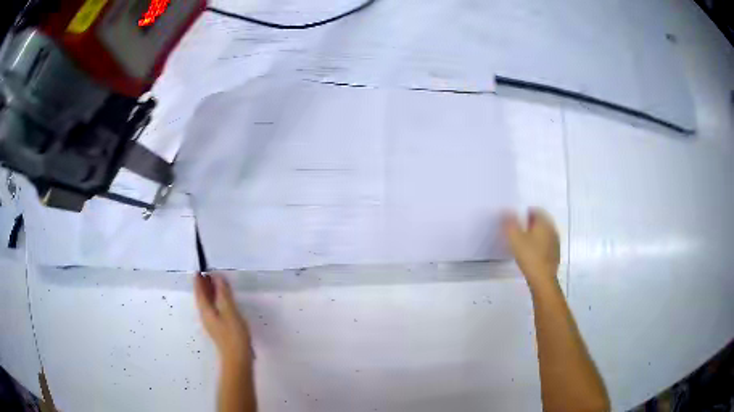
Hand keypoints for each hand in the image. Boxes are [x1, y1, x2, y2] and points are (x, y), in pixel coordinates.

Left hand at [194, 273, 251, 365]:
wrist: (238, 358)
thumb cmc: (233, 334)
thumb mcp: (230, 311)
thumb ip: (224, 294)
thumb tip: (218, 277)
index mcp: (206, 311)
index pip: (200, 292)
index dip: (198, 281)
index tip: (199, 270)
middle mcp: (206, 316)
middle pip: (202, 298)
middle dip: (203, 286)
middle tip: (207, 274)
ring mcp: (212, 323)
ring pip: (208, 304)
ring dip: (210, 293)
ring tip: (215, 283)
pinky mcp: (219, 328)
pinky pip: (214, 309)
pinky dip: (215, 301)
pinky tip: (223, 301)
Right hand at [504, 209, 560, 286]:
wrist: (542, 279)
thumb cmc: (529, 256)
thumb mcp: (515, 238)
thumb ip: (509, 223)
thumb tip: (505, 210)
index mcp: (544, 223)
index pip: (536, 210)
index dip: (526, 212)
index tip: (517, 219)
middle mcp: (552, 229)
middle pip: (542, 221)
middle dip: (531, 223)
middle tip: (519, 230)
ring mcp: (555, 243)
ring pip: (545, 233)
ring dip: (536, 235)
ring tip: (524, 242)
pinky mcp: (555, 255)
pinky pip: (547, 244)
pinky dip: (540, 245)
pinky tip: (532, 253)